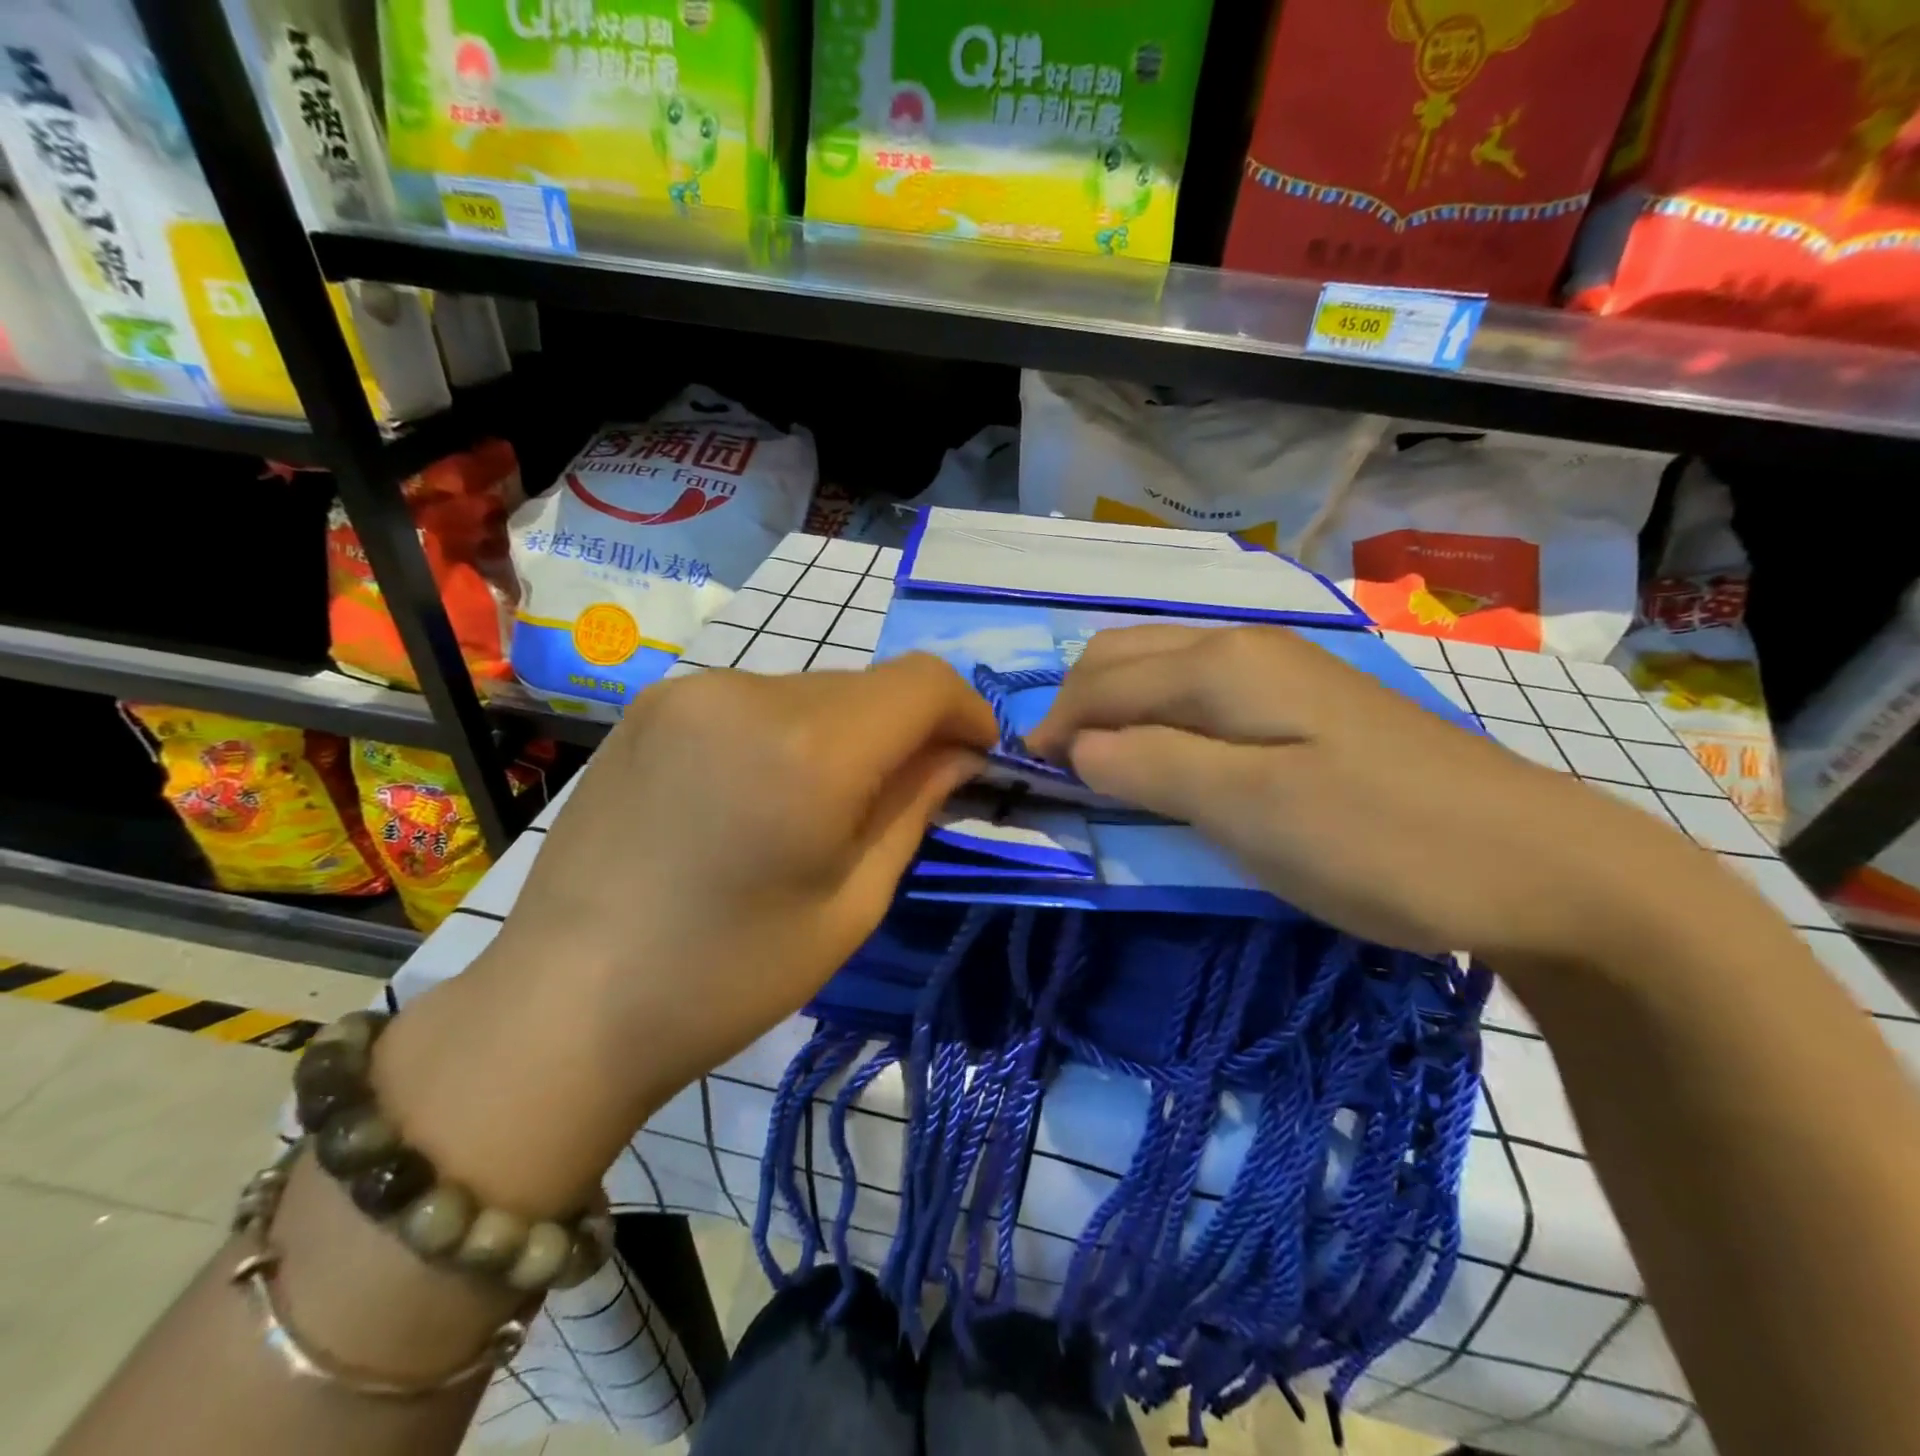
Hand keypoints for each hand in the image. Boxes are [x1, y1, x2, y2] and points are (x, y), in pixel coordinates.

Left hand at [374, 655, 995, 1213]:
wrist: (566, 1005)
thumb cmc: (727, 976)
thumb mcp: (852, 904)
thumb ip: (914, 807)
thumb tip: (959, 753)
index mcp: (808, 750)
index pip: (923, 682)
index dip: (967, 710)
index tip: (977, 756)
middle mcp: (748, 692)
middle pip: (867, 685)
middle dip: (905, 729)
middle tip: (905, 795)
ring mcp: (690, 691)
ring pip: (812, 690)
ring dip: (844, 732)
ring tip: (821, 806)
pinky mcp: (653, 704)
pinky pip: (755, 700)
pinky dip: (787, 733)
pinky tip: (760, 795)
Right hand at [1026, 624, 1706, 960]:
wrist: (1540, 866)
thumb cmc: (1382, 841)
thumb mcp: (1250, 811)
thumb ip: (1153, 768)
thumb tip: (1078, 749)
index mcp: (1223, 663)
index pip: (1103, 680)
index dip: (1055, 725)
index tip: (1028, 777)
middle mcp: (1245, 646)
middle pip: (1128, 657)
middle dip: (1078, 705)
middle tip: (1058, 771)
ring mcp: (1283, 672)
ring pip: (1165, 669)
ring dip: (1116, 708)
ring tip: (1099, 765)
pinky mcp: (1308, 706)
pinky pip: (1202, 694)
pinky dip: (1159, 718)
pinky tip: (1168, 755)